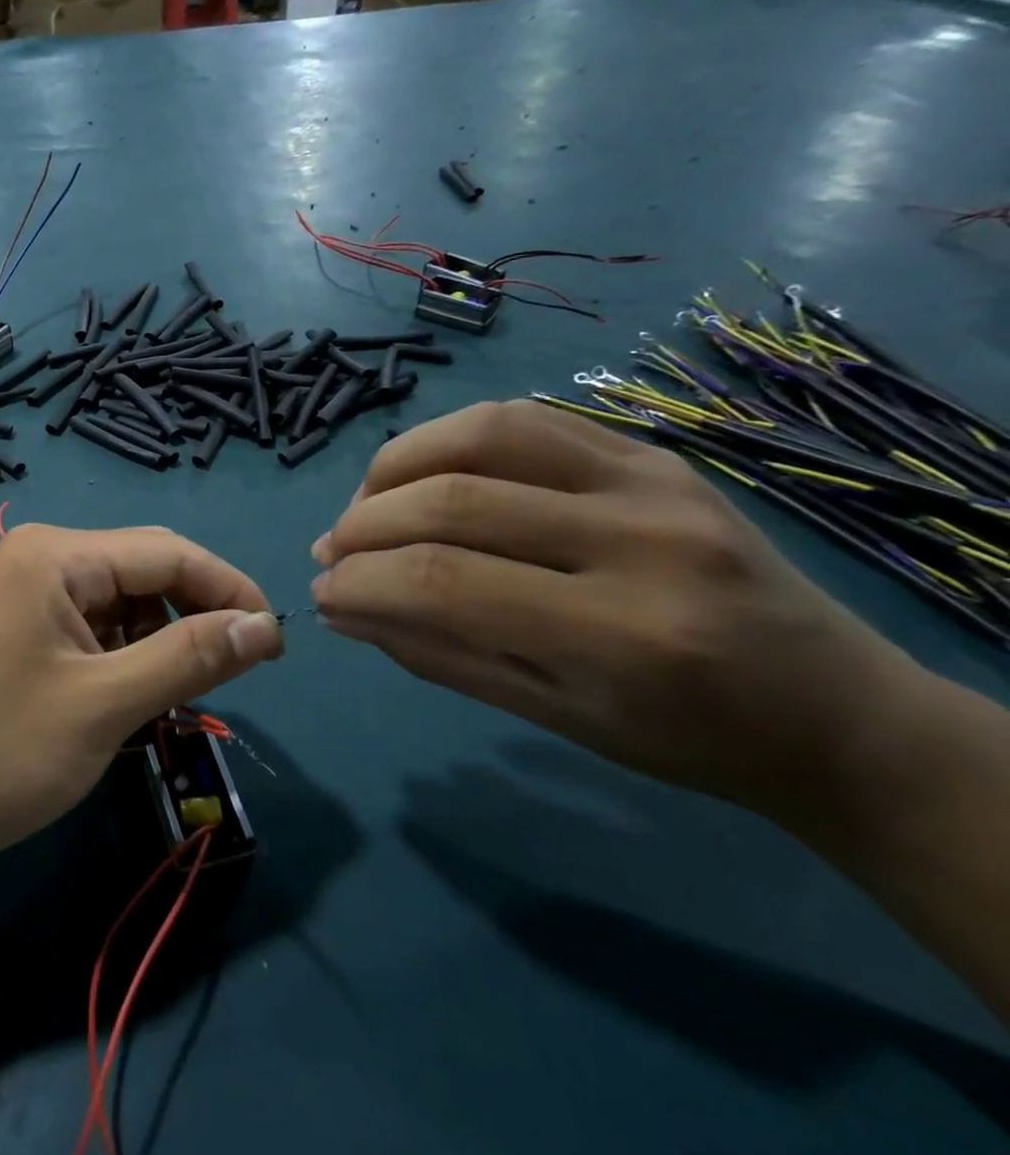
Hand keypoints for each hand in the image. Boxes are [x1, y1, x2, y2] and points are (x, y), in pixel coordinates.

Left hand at [0, 525, 282, 869]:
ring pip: (122, 603)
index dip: (230, 590)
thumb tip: (266, 625)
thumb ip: (189, 658)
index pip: (168, 551)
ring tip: (171, 701)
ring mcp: (25, 592)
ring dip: (159, 644)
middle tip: (231, 678)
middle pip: (144, 571)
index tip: (277, 644)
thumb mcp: (104, 705)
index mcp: (56, 555)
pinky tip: (127, 702)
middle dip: (193, 618)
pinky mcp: (19, 628)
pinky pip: (92, 628)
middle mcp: (40, 557)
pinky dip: (123, 659)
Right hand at [310, 400, 937, 824]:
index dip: (362, 583)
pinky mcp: (649, 450)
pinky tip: (423, 475)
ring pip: (481, 432)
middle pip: (453, 500)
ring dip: (396, 466)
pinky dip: (447, 439)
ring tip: (367, 506)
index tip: (322, 595)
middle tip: (331, 555)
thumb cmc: (686, 736)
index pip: (446, 583)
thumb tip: (340, 606)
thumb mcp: (551, 715)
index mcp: (626, 635)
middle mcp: (642, 539)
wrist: (832, 705)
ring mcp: (652, 479)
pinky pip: (522, 417)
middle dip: (364, 527)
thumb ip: (435, 653)